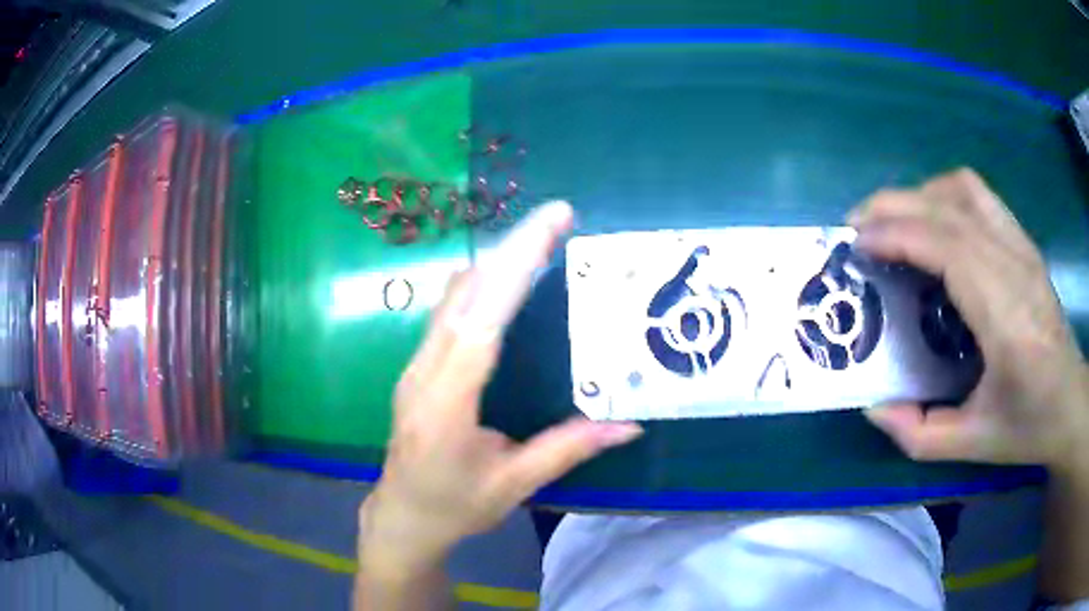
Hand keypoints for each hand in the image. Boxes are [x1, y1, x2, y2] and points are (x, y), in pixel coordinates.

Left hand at [359, 202, 642, 575]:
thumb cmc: (454, 506)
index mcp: (447, 401)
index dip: (517, 267)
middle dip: (513, 247)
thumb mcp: (512, 484)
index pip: (484, 319)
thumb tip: (627, 424)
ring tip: (540, 240)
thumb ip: (567, 449)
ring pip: (453, 295)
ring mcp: (416, 365)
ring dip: (496, 260)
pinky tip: (506, 280)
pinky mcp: (418, 366)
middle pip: (467, 292)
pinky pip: (448, 311)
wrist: (402, 517)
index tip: (550, 224)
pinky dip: (482, 283)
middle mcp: (425, 371)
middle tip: (558, 217)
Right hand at [849, 168, 1087, 467]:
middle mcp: (1015, 266)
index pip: (948, 247)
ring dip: (920, 195)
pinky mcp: (1024, 242)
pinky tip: (933, 223)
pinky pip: (979, 196)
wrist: (1071, 403)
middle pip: (949, 207)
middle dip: (894, 206)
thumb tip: (874, 407)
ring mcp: (1022, 247)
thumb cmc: (1029, 426)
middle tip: (857, 228)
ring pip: (963, 189)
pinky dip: (945, 195)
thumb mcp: (973, 445)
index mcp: (1006, 318)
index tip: (857, 245)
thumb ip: (918, 434)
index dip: (897, 235)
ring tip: (894, 223)